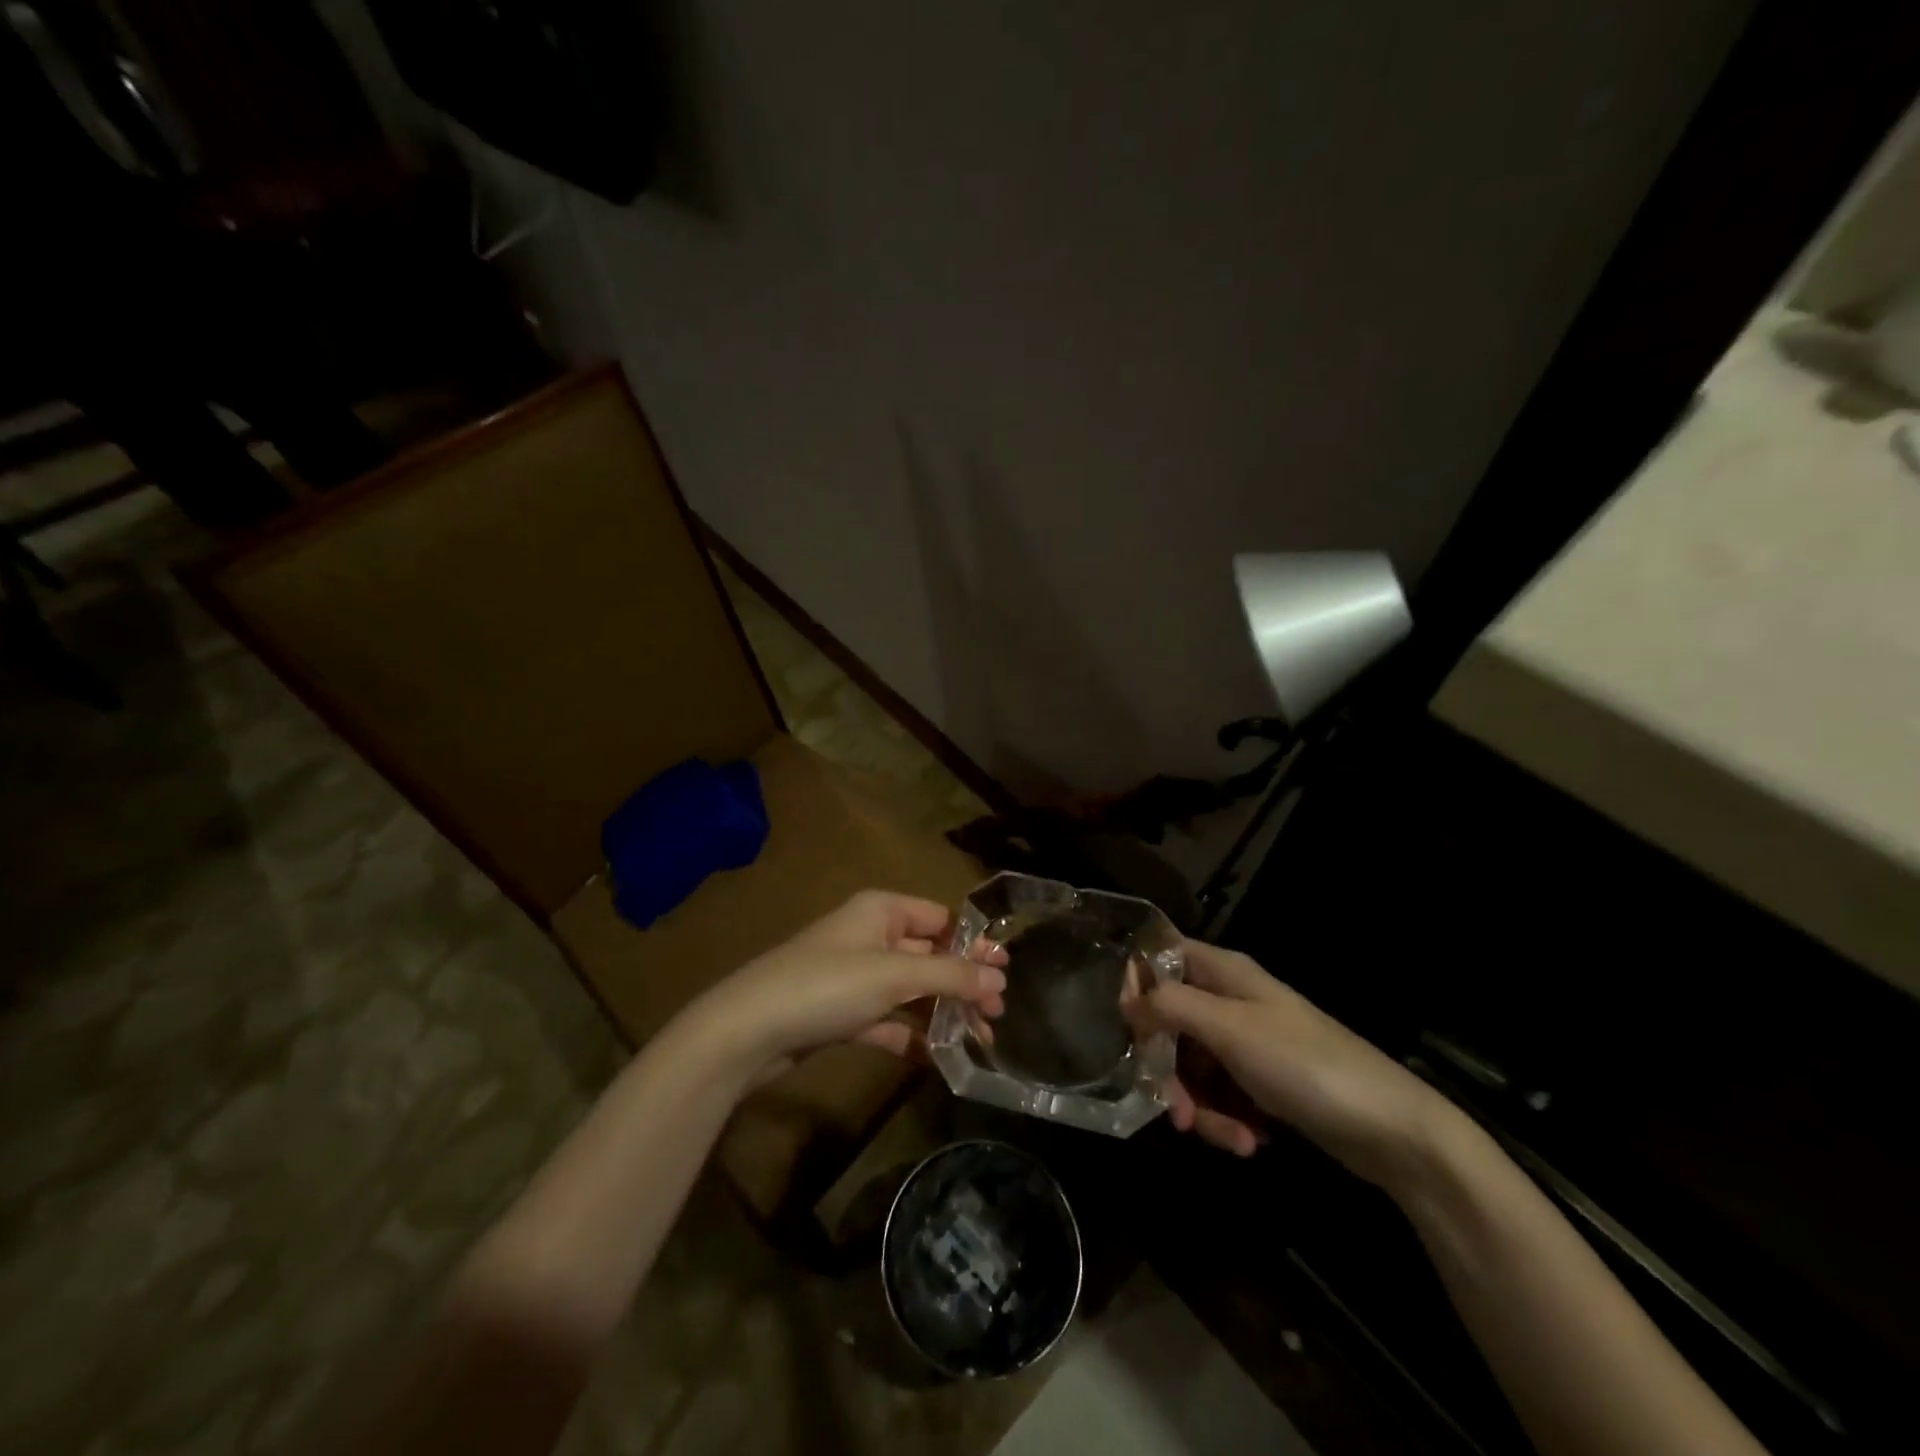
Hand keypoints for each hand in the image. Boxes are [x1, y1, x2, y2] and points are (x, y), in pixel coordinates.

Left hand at [691, 890, 1006, 1082]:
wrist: (748, 1030)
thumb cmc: (827, 985)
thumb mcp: (894, 975)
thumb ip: (949, 974)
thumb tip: (998, 976)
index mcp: (882, 911)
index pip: (940, 919)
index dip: (974, 944)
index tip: (1005, 973)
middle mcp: (871, 936)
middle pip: (929, 956)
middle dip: (963, 983)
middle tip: (997, 1015)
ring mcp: (855, 977)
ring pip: (912, 991)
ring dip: (943, 1013)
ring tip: (979, 1040)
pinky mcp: (843, 1013)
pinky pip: (888, 1020)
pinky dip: (912, 1036)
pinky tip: (938, 1059)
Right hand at [1129, 940, 1458, 1188]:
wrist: (1392, 1131)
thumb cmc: (1306, 1065)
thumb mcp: (1231, 1029)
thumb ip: (1171, 1005)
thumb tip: (1127, 1000)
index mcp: (1224, 973)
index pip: (1162, 955)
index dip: (1138, 983)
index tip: (1127, 1027)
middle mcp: (1230, 1001)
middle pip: (1170, 1021)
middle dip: (1167, 1069)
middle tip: (1175, 1109)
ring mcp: (1247, 1043)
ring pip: (1192, 1065)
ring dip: (1199, 1105)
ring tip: (1228, 1138)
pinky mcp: (1261, 1082)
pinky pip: (1220, 1094)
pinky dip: (1225, 1119)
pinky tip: (1249, 1142)